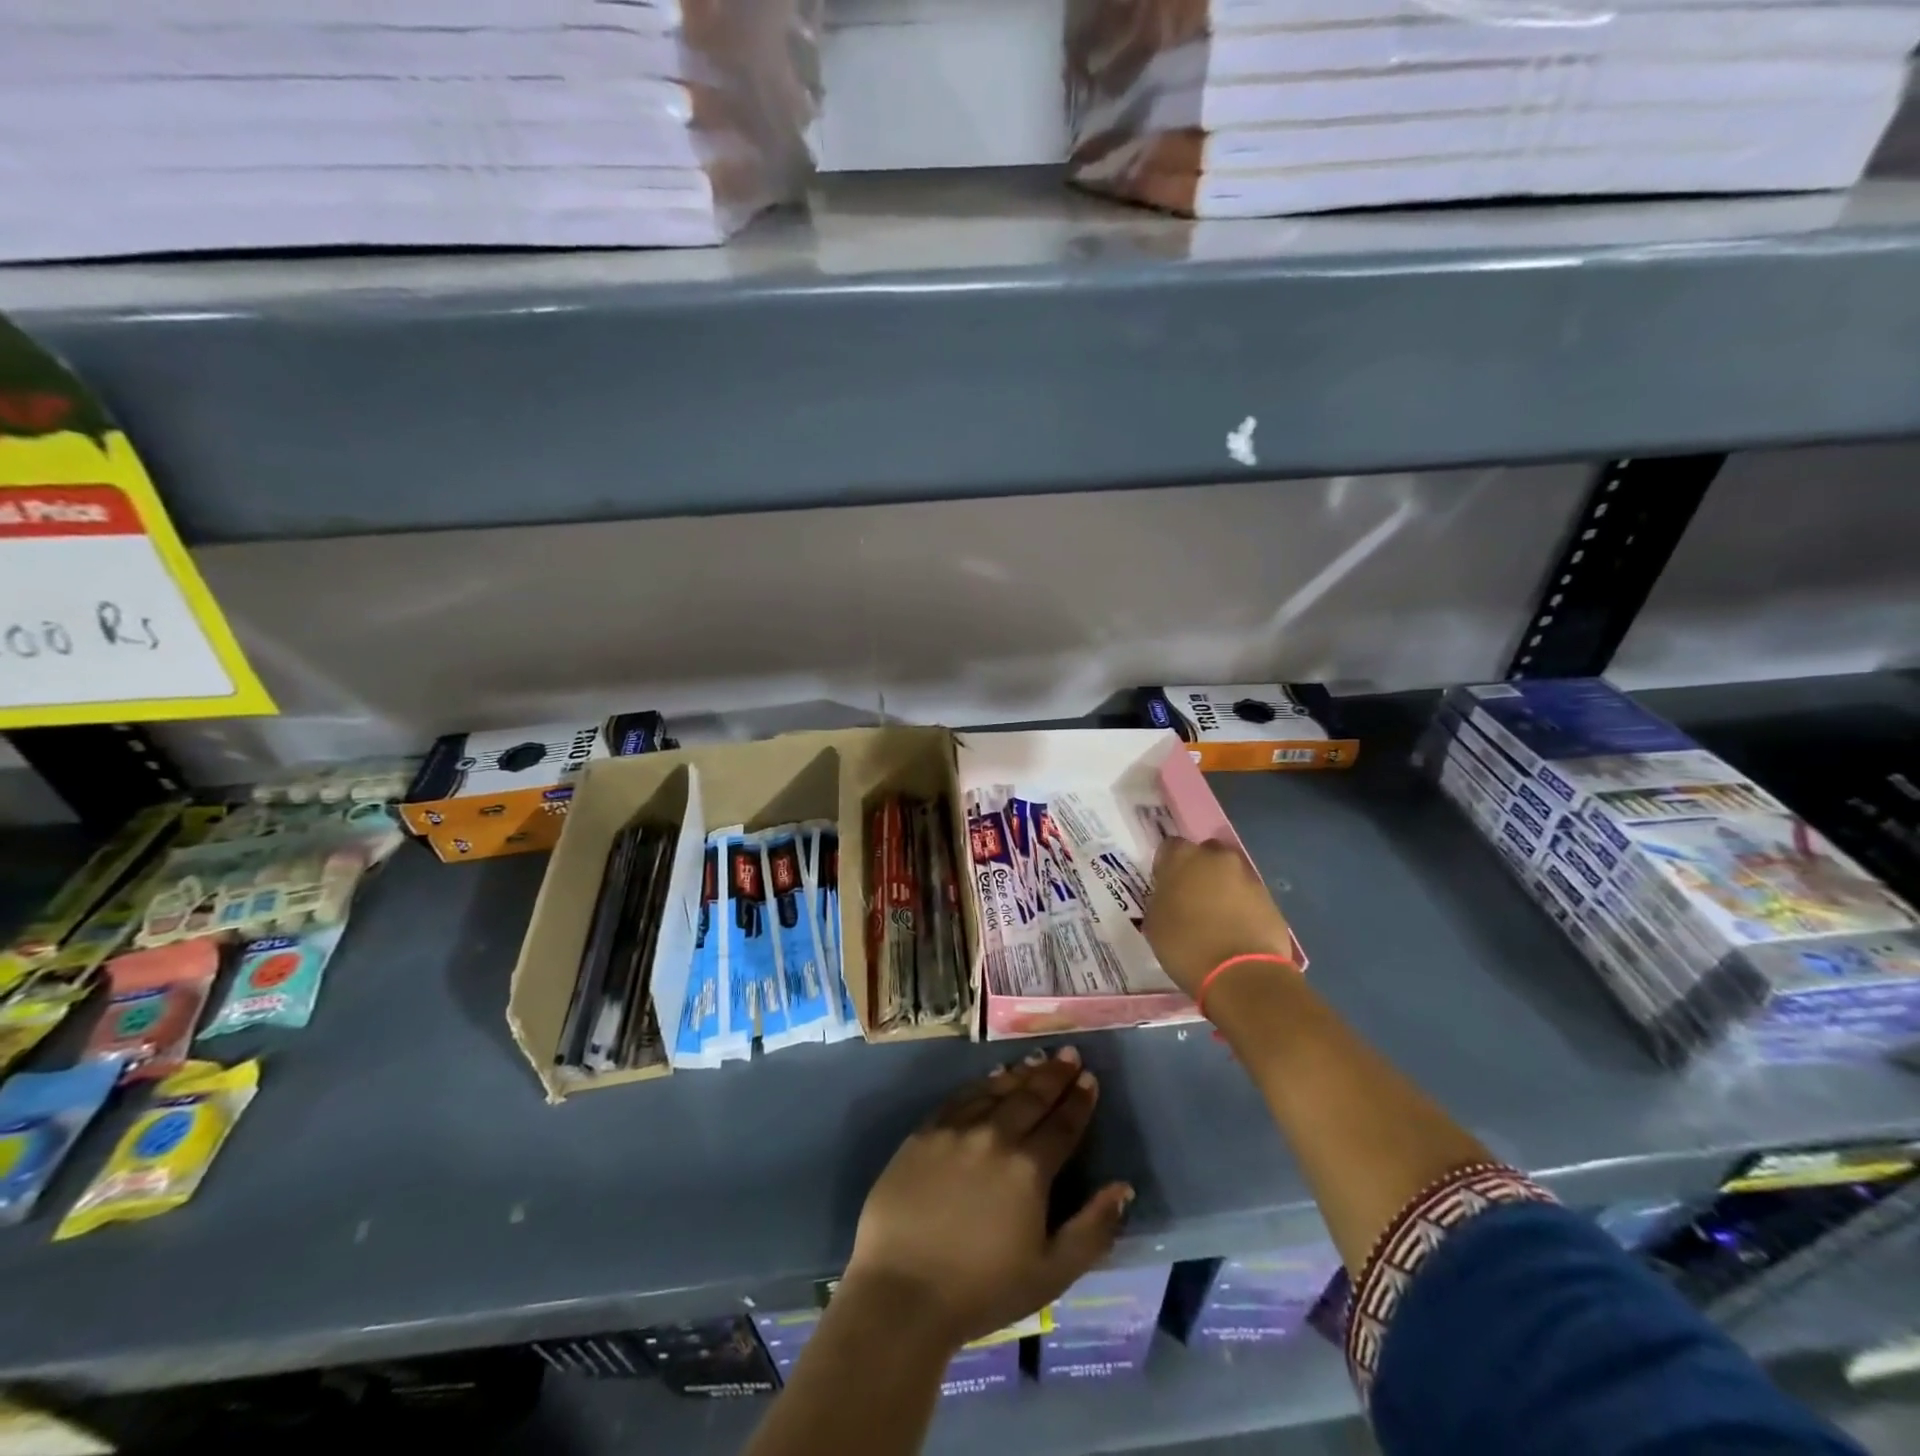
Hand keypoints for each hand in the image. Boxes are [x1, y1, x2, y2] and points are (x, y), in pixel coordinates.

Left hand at [841, 1049, 1133, 1349]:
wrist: (901, 1292)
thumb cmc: (982, 1290)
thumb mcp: (1051, 1274)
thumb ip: (1092, 1229)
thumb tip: (1122, 1187)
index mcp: (1028, 1169)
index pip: (1062, 1125)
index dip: (1079, 1101)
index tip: (1090, 1078)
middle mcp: (994, 1136)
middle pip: (1031, 1097)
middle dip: (1054, 1075)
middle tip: (1069, 1054)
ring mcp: (956, 1129)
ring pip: (996, 1090)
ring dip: (1021, 1074)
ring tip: (1038, 1059)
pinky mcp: (924, 1132)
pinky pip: (961, 1097)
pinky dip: (983, 1084)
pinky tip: (992, 1078)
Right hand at [1141, 837, 1295, 997]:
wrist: (1242, 976)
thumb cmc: (1187, 946)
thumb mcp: (1155, 922)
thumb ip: (1161, 898)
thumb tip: (1171, 895)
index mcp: (1183, 857)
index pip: (1169, 847)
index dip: (1166, 866)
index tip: (1164, 886)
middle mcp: (1218, 858)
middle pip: (1205, 854)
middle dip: (1198, 871)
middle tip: (1190, 898)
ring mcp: (1248, 877)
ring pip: (1229, 875)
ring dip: (1221, 889)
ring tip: (1215, 919)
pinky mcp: (1270, 900)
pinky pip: (1248, 896)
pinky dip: (1241, 907)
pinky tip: (1234, 931)